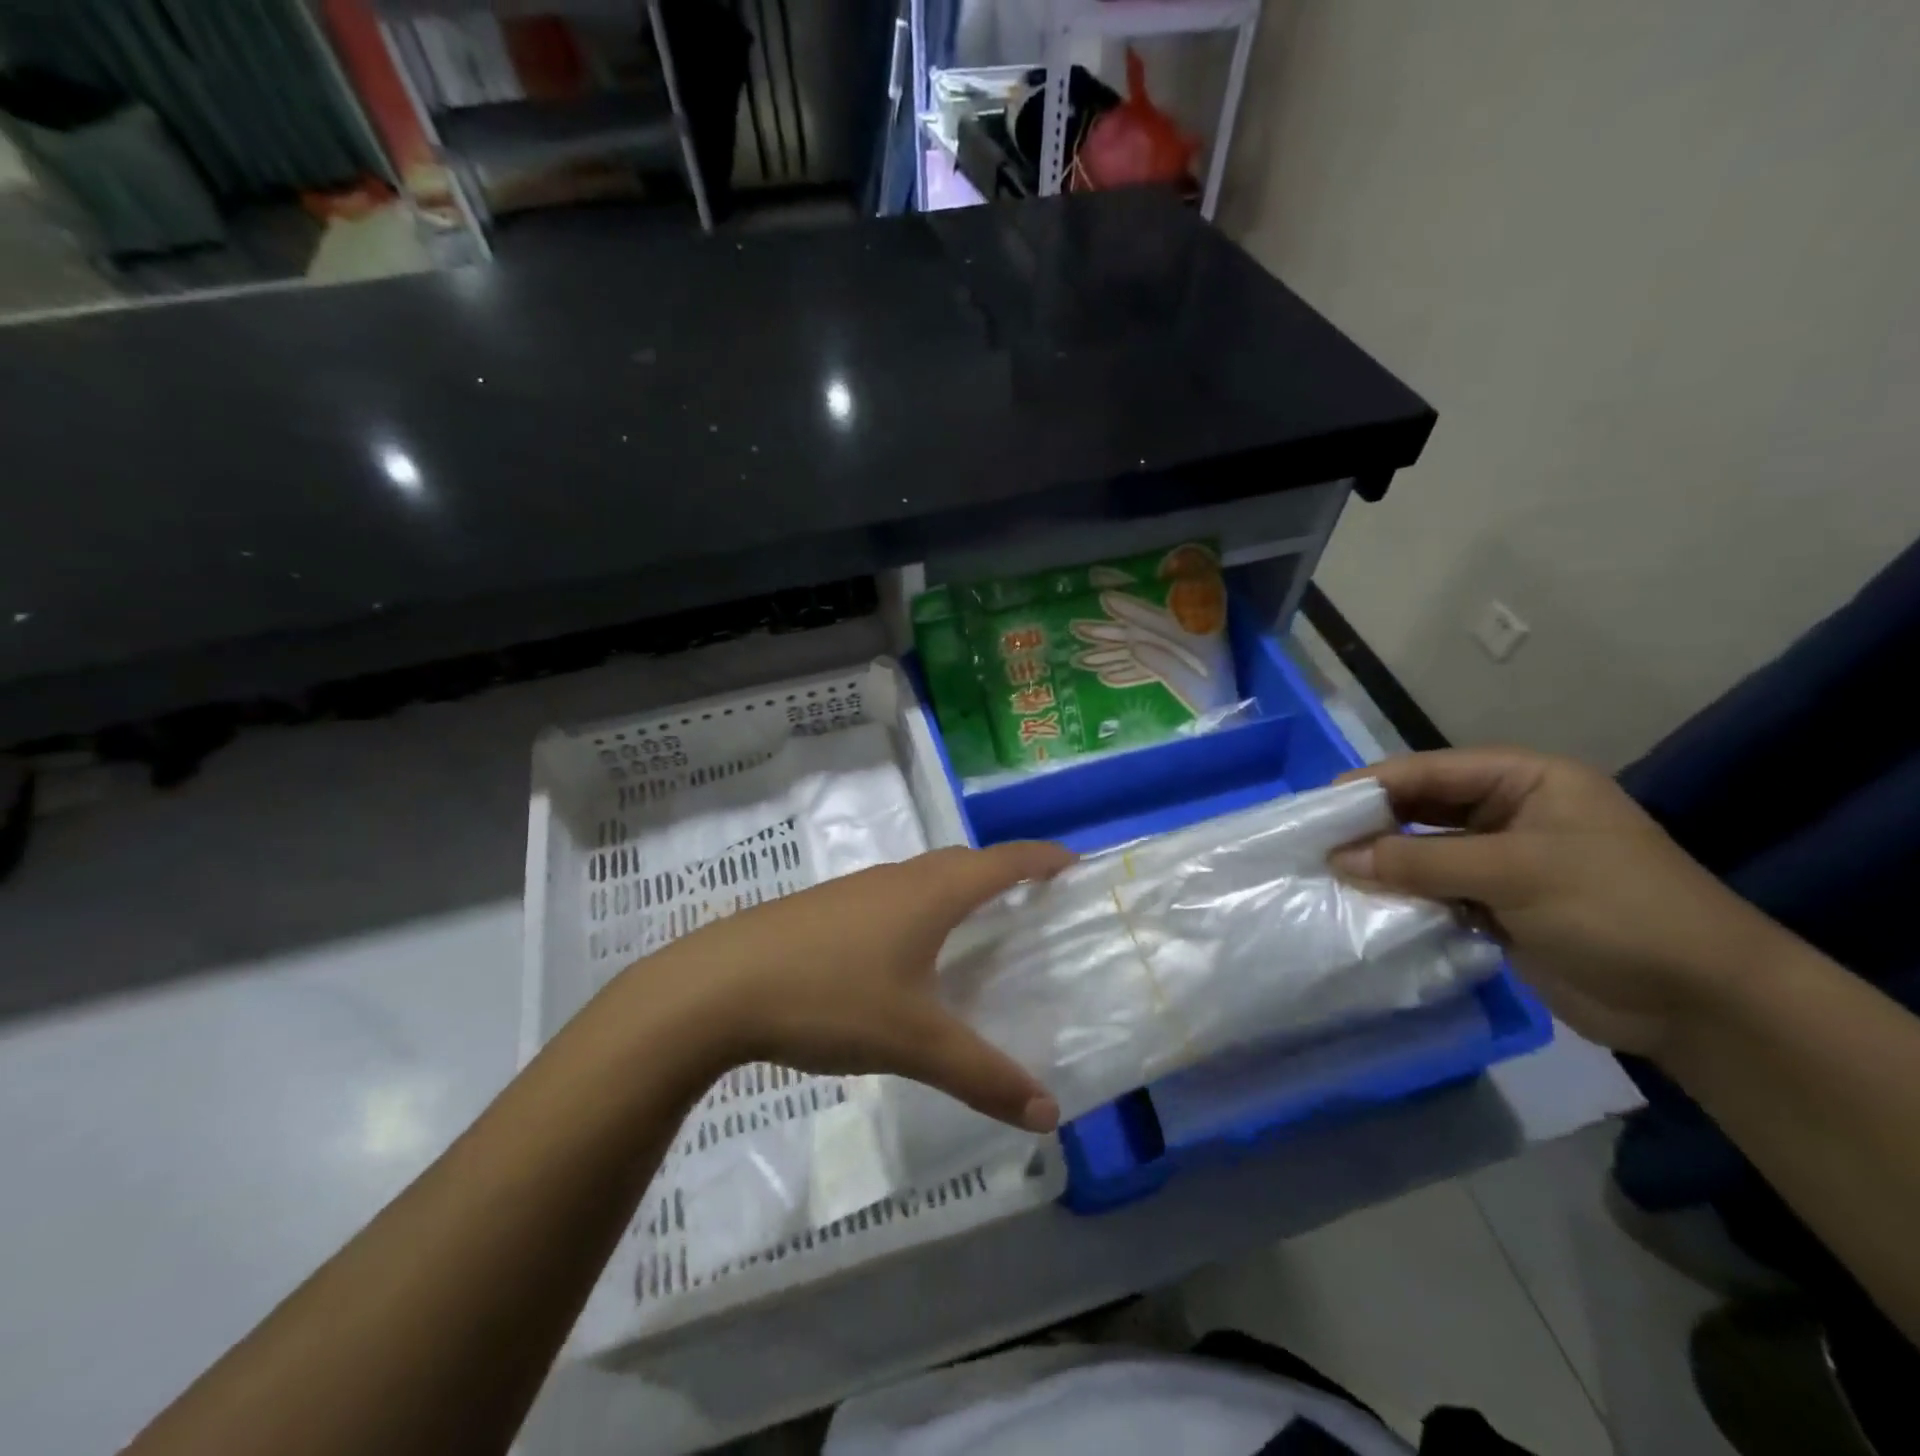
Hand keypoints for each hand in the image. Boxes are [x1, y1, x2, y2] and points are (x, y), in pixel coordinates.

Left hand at [629, 842, 1073, 1131]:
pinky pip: (890, 897)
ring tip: (975, 928)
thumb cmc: (829, 997)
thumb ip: (982, 1076)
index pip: (1003, 860)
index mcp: (931, 892)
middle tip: (1032, 903)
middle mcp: (898, 878)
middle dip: (1003, 873)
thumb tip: (1049, 1116)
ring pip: (922, 878)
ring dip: (956, 890)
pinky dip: (919, 909)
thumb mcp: (913, 1042)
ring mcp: (855, 889)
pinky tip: (904, 954)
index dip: (1042, 859)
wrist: (717, 986)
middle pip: (964, 862)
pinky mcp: (823, 908)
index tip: (1074, 865)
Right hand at [1331, 749, 1790, 1058]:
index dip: (1373, 786)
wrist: (1703, 1006)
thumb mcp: (1515, 873)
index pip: (1431, 771)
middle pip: (1422, 809)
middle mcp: (1509, 813)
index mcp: (1525, 781)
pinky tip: (1365, 906)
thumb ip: (1420, 861)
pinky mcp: (1498, 906)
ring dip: (1384, 865)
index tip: (1317, 809)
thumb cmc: (1616, 910)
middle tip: (1314, 844)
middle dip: (1372, 826)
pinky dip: (1404, 897)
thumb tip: (1337, 859)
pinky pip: (1435, 891)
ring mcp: (1503, 862)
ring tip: (1327, 875)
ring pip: (1423, 852)